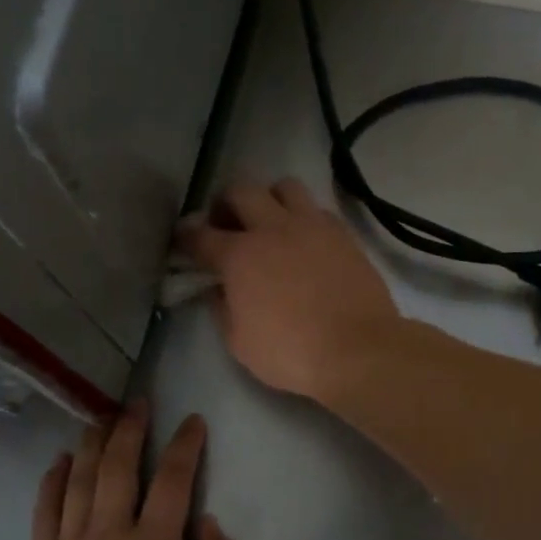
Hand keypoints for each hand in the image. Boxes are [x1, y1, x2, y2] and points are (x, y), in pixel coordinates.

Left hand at [24, 404, 245, 539]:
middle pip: (119, 467)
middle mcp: (112, 533)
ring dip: (92, 446)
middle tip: (136, 404)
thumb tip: (205, 523)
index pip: (175, 478)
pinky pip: (45, 514)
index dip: (186, 445)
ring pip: (80, 482)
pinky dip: (52, 483)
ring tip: (99, 420)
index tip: (192, 422)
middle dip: (130, 429)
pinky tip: (59, 462)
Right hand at [178, 178, 400, 400]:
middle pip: (240, 190)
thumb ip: (222, 308)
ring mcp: (311, 226)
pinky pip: (317, 209)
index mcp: (239, 255)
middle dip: (225, 203)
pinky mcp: (342, 234)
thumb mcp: (239, 342)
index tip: (183, 240)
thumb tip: (218, 289)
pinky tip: (305, 241)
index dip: (186, 235)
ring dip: (269, 199)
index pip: (200, 235)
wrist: (357, 349)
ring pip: (283, 187)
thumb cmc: (291, 352)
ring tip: (270, 223)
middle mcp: (272, 228)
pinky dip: (303, 218)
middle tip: (226, 225)